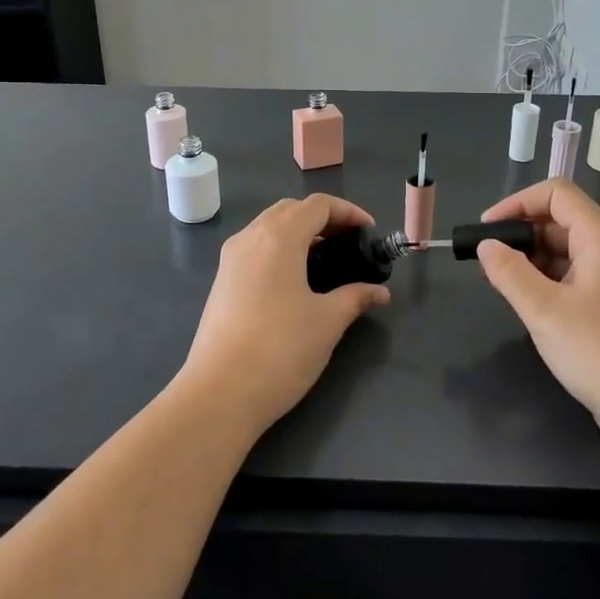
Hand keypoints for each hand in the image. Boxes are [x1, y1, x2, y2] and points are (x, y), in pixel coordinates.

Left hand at [176, 194, 389, 435]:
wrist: (220, 393)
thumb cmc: (280, 350)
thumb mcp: (327, 322)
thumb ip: (355, 297)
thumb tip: (379, 292)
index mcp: (278, 238)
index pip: (317, 205)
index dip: (347, 212)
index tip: (369, 232)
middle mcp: (250, 238)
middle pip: (290, 209)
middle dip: (322, 218)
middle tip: (349, 242)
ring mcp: (230, 260)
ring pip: (268, 227)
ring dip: (298, 232)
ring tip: (325, 258)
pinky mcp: (221, 282)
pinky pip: (255, 248)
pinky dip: (279, 248)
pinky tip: (295, 279)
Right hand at [476, 179, 599, 448]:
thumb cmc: (599, 350)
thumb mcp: (544, 310)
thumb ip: (509, 272)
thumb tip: (487, 246)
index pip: (556, 194)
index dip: (517, 203)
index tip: (486, 230)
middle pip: (561, 220)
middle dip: (521, 235)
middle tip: (489, 264)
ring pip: (568, 251)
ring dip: (533, 261)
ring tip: (503, 287)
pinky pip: (577, 276)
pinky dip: (549, 281)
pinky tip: (531, 306)